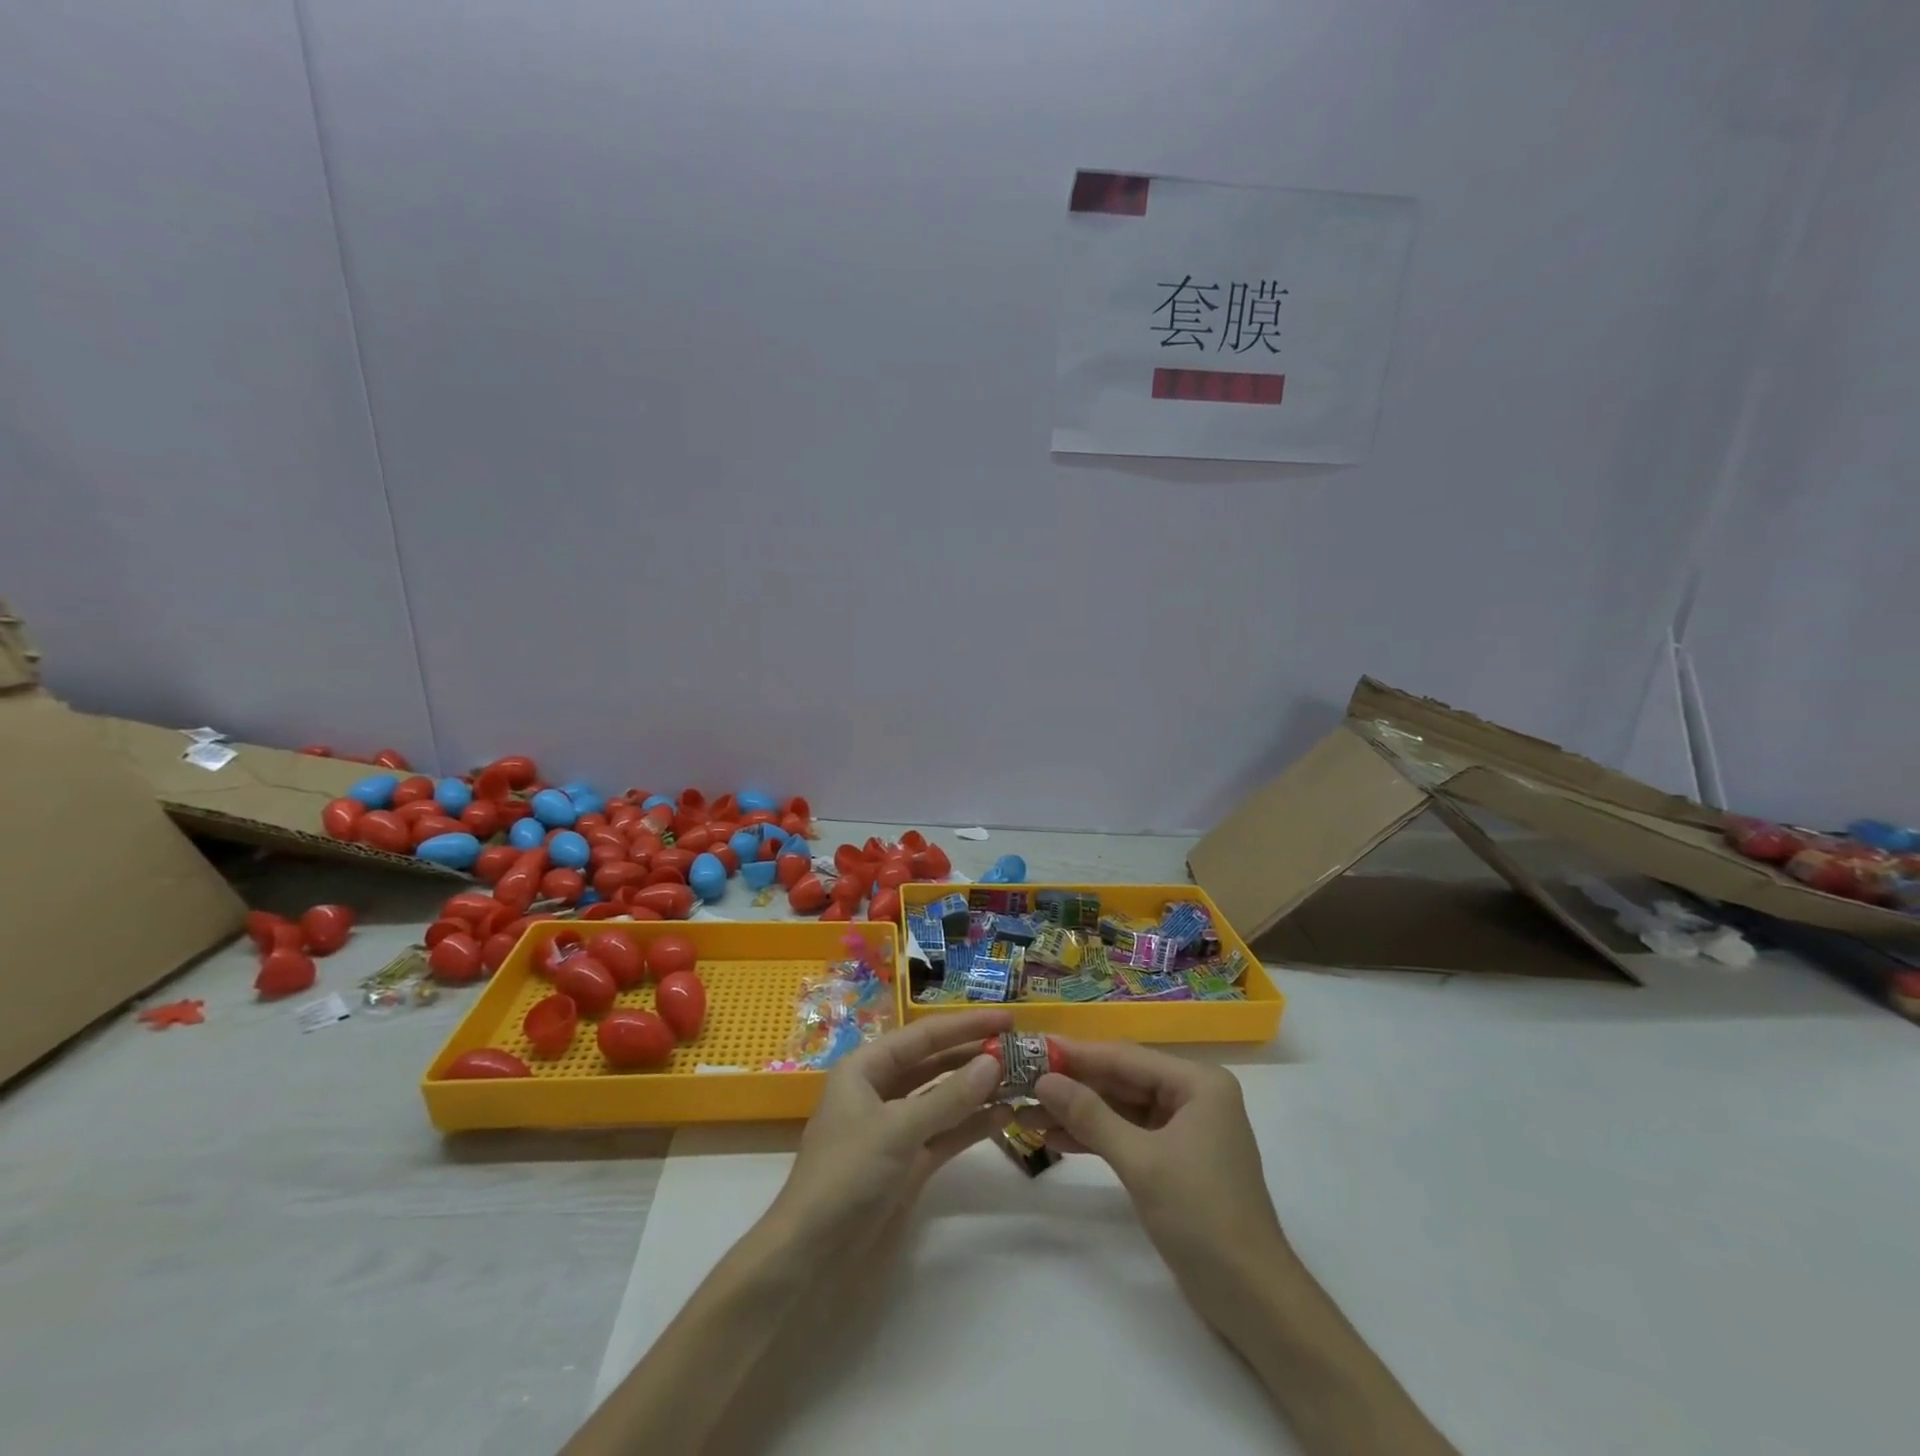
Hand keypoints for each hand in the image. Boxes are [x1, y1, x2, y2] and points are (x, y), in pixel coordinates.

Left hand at [769, 1008, 1012, 1249]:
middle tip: (1020, 1050)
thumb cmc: (846, 1176)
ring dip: (977, 1091)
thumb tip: (994, 1063)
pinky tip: (1003, 1116)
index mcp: (865, 1069)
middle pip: (934, 1064)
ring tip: (1020, 1080)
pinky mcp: (908, 1164)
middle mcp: (880, 1091)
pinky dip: (971, 1125)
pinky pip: (945, 1133)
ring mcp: (895, 1129)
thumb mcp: (897, 1129)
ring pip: (943, 1099)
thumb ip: (948, 1097)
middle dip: (973, 1056)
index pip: (923, 1036)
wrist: (811, 1259)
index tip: (1007, 1019)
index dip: (965, 1025)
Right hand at [1025, 1039, 1286, 1318]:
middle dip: (1074, 1085)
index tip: (1031, 1048)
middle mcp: (1193, 1095)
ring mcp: (1185, 1128)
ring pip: (1122, 1108)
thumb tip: (1044, 1079)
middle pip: (1122, 1079)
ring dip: (1079, 1112)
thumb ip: (1090, 1115)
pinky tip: (1056, 1138)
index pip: (1125, 1056)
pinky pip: (1129, 1134)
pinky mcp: (1176, 1159)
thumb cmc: (1201, 1216)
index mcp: (1198, 1082)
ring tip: (1028, 1113)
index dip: (1076, 1054)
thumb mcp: (1141, 1161)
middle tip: (1023, 1081)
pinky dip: (1097, 1137)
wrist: (1253, 1300)